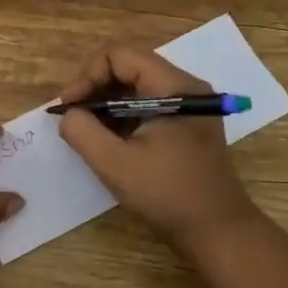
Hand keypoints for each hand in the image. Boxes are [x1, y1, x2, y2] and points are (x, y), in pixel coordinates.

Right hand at [56, 45, 258, 249]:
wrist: (218, 231)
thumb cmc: (168, 194)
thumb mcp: (115, 164)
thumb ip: (83, 131)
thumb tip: (69, 114)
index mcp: (174, 86)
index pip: (120, 55)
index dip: (88, 75)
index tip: (69, 107)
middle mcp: (184, 86)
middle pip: (128, 67)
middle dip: (94, 88)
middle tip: (73, 118)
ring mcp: (187, 106)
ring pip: (135, 87)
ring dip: (106, 104)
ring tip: (87, 132)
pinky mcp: (185, 124)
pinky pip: (146, 105)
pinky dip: (122, 117)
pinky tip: (109, 142)